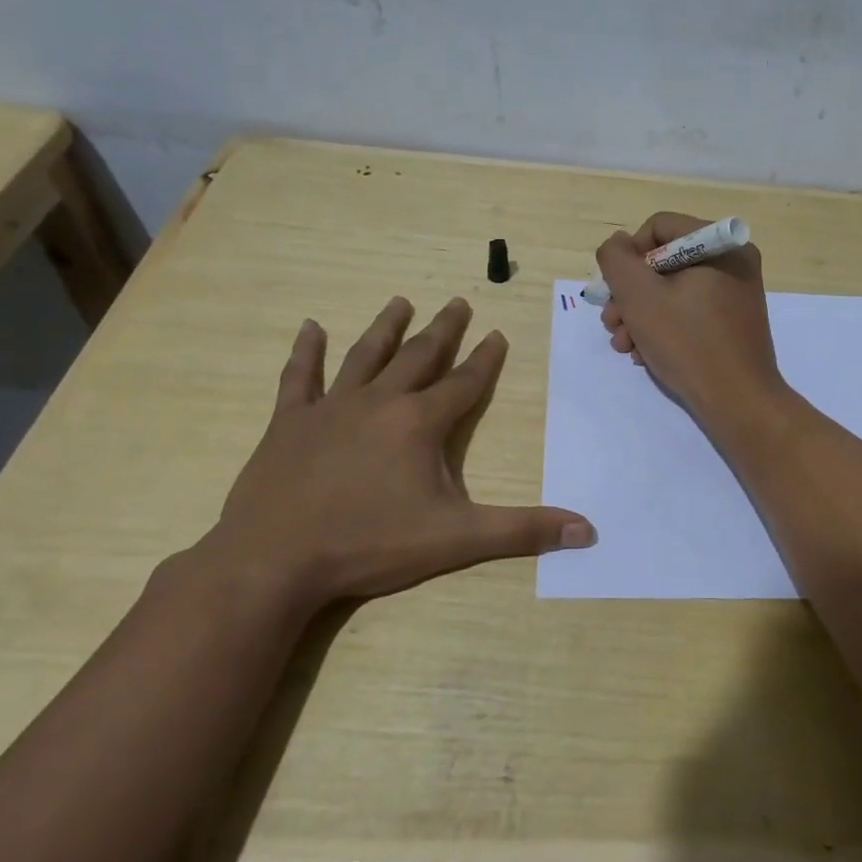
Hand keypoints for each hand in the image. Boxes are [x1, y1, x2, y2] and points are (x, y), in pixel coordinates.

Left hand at [204, 298, 594, 602]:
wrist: (274, 560)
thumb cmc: (370, 545)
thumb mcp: (456, 540)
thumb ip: (522, 531)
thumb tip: (587, 531)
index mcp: (420, 423)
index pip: (464, 382)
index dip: (485, 358)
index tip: (497, 333)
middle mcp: (379, 402)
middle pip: (419, 356)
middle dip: (443, 330)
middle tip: (458, 301)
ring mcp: (330, 408)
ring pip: (364, 355)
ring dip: (386, 327)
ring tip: (401, 301)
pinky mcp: (288, 423)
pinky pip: (299, 378)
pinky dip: (305, 352)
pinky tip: (310, 328)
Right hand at [596, 212, 784, 424]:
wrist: (738, 402)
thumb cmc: (688, 343)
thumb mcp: (639, 296)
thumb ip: (617, 260)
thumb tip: (618, 244)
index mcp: (719, 245)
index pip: (658, 228)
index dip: (629, 257)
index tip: (616, 291)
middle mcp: (733, 262)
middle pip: (663, 262)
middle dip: (630, 294)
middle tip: (611, 324)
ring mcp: (735, 294)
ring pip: (672, 291)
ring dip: (640, 316)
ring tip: (624, 346)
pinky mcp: (733, 323)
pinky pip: (689, 312)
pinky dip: (663, 329)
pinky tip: (645, 355)